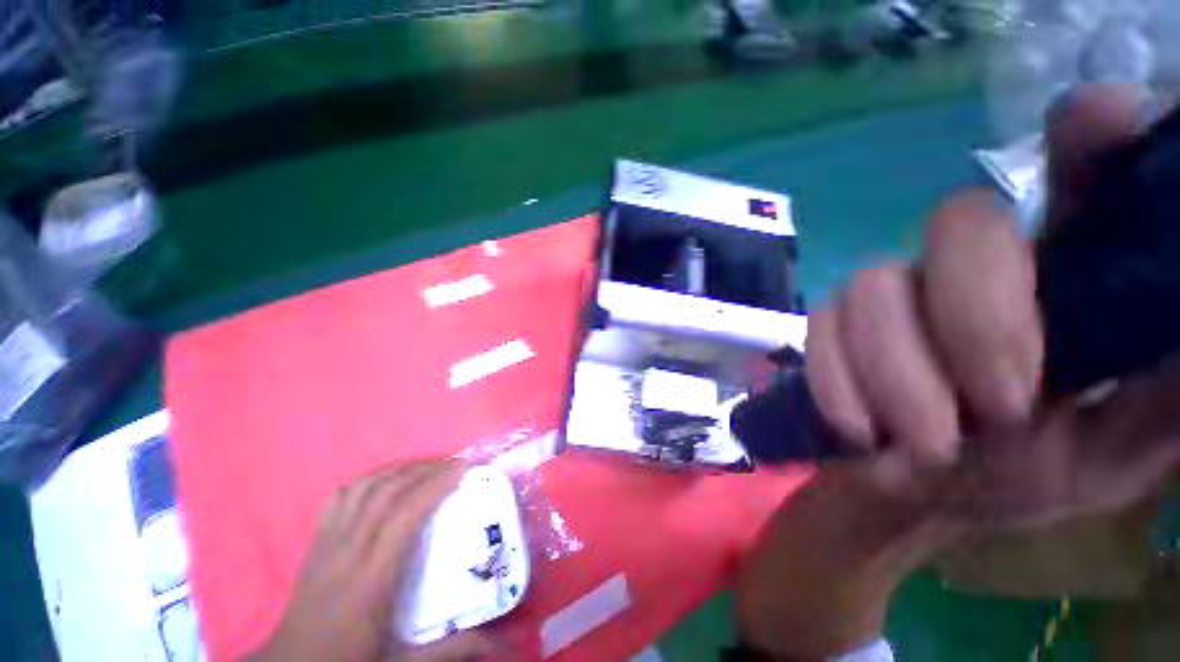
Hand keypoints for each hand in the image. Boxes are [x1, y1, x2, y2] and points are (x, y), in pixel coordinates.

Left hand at [247, 460, 500, 661]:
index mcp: (371, 580)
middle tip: (453, 463)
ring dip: (398, 469)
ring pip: (363, 488)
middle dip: (423, 469)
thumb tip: (498, 643)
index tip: (462, 469)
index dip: (435, 485)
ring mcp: (327, 544)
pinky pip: (340, 498)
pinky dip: (368, 480)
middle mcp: (348, 553)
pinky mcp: (315, 543)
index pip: (405, 516)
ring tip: (425, 466)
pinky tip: (385, 480)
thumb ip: (449, 650)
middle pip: (385, 493)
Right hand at [807, 83, 1179, 531]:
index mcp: (1069, 273)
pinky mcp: (833, 321)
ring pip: (873, 284)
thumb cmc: (1034, 474)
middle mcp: (976, 261)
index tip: (1095, 129)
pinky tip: (863, 428)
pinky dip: (839, 381)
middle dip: (976, 319)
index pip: (1082, 161)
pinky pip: (822, 327)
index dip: (1090, 129)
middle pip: (960, 223)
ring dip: (898, 374)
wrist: (921, 490)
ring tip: (927, 443)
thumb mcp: (1124, 448)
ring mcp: (893, 289)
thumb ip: (1165, 385)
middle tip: (1000, 410)